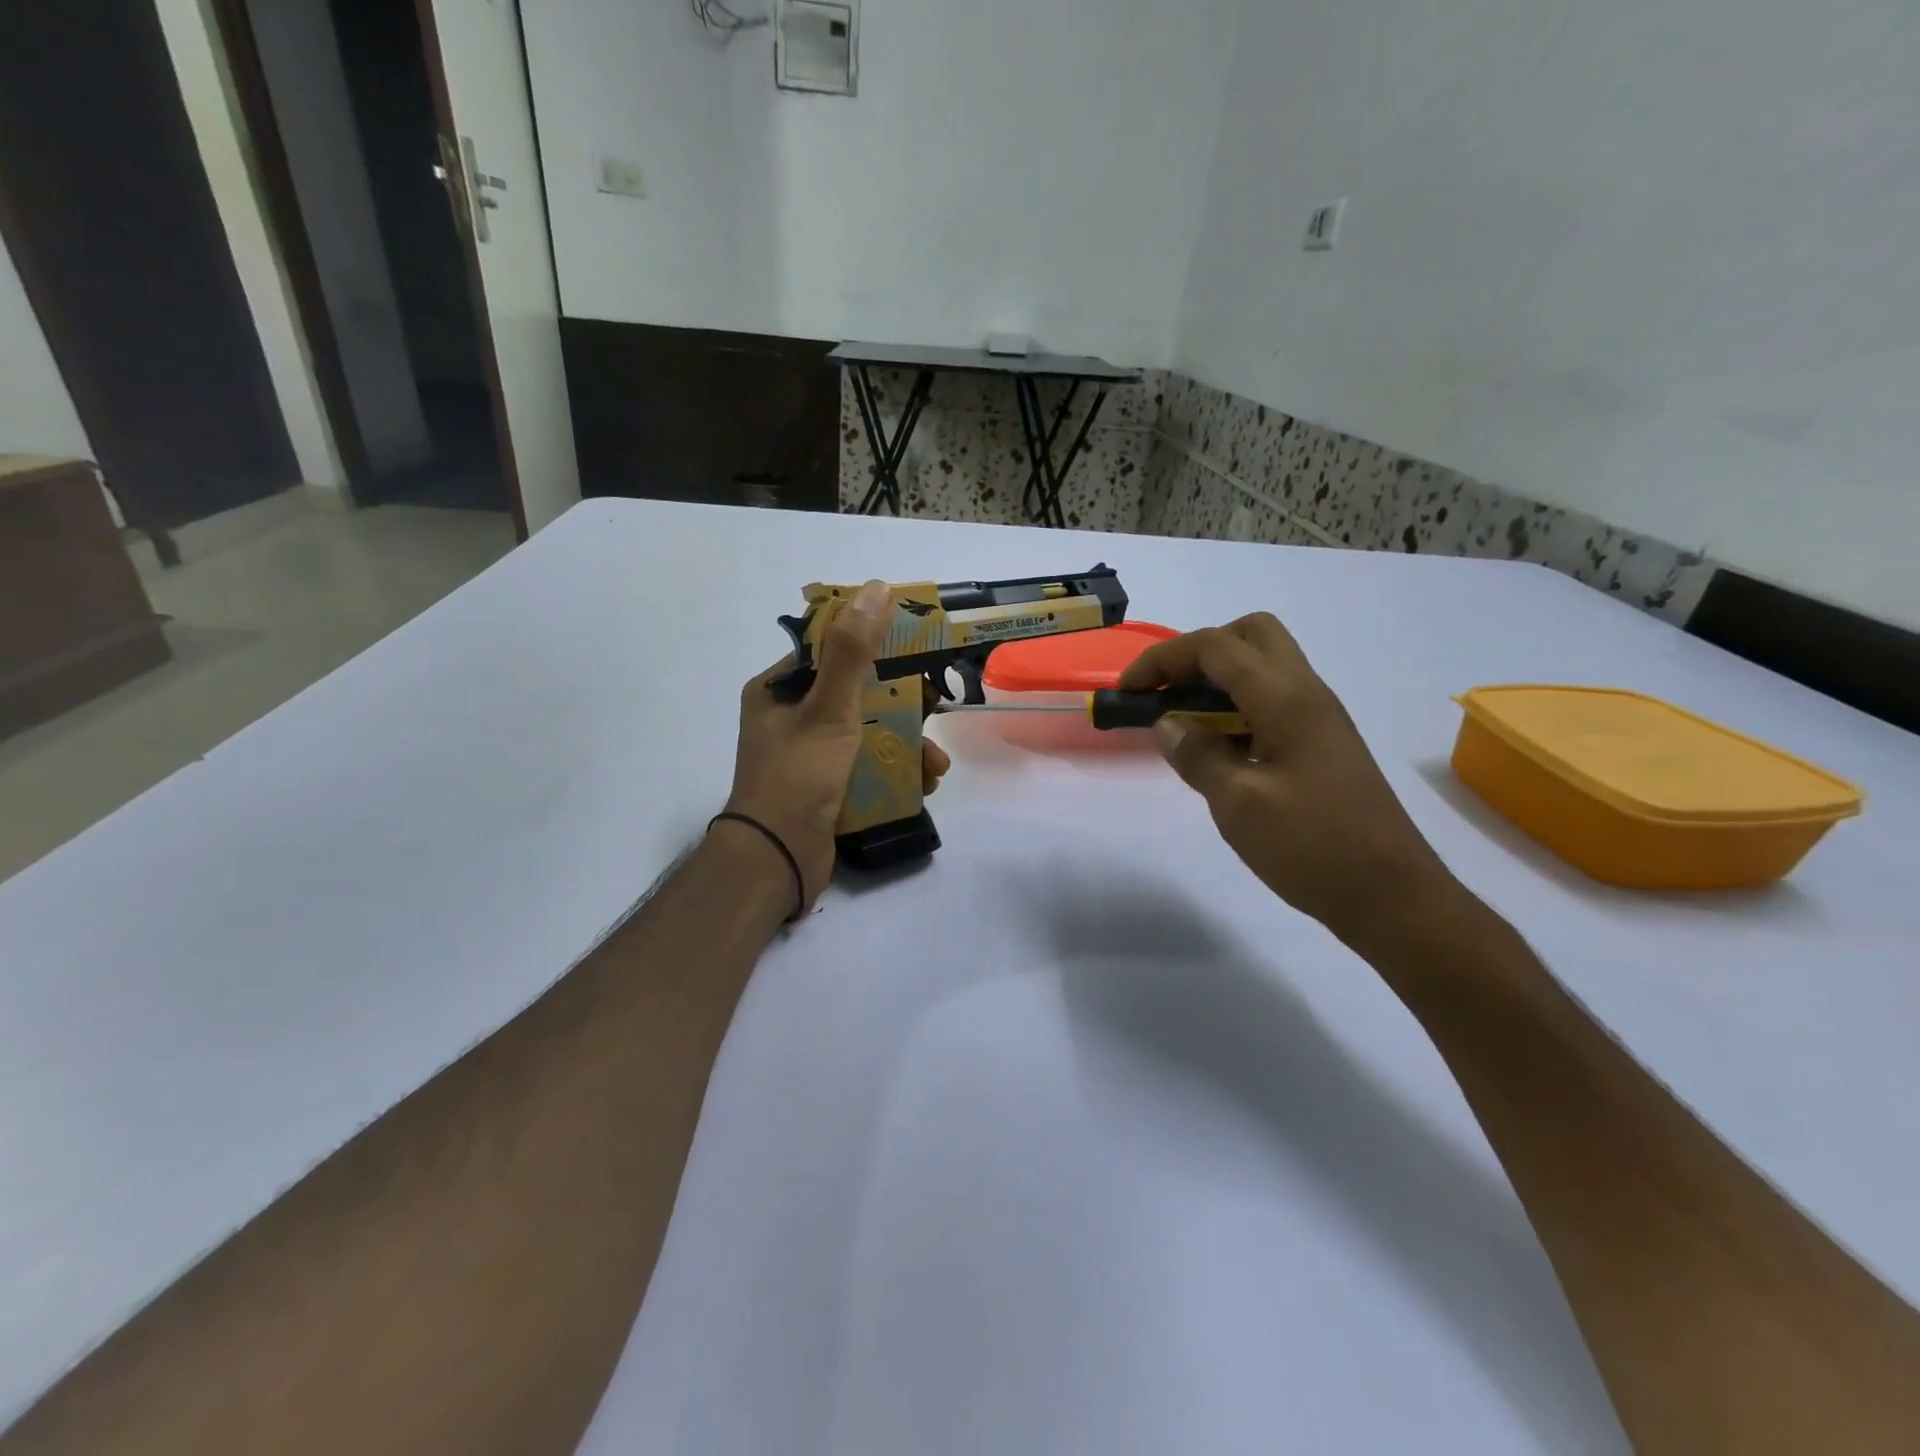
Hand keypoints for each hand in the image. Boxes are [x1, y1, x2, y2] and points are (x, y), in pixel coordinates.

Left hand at [723, 580, 951, 907]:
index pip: (831, 651)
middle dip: (903, 706)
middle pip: (857, 695)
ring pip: (868, 734)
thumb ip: (853, 651)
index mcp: (778, 690)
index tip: (917, 650)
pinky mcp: (826, 788)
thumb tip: (877, 587)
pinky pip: (866, 767)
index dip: (875, 645)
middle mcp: (790, 718)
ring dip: (907, 744)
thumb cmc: (798, 776)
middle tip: (937, 709)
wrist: (777, 861)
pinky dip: (896, 771)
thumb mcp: (829, 708)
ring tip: (936, 763)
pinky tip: (925, 783)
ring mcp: (809, 756)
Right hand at [1120, 613, 1455, 948]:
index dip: (1163, 659)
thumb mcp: (1239, 805)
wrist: (1393, 897)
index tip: (1127, 691)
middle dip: (1198, 653)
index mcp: (1287, 700)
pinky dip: (1237, 705)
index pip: (1216, 647)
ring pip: (1264, 666)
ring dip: (1218, 679)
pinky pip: (1273, 700)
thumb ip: (1197, 756)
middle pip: (1250, 635)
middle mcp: (1307, 694)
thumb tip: (1166, 723)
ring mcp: (1320, 718)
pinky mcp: (1323, 744)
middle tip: (1166, 692)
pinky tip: (1218, 748)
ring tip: (1182, 721)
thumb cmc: (1313, 848)